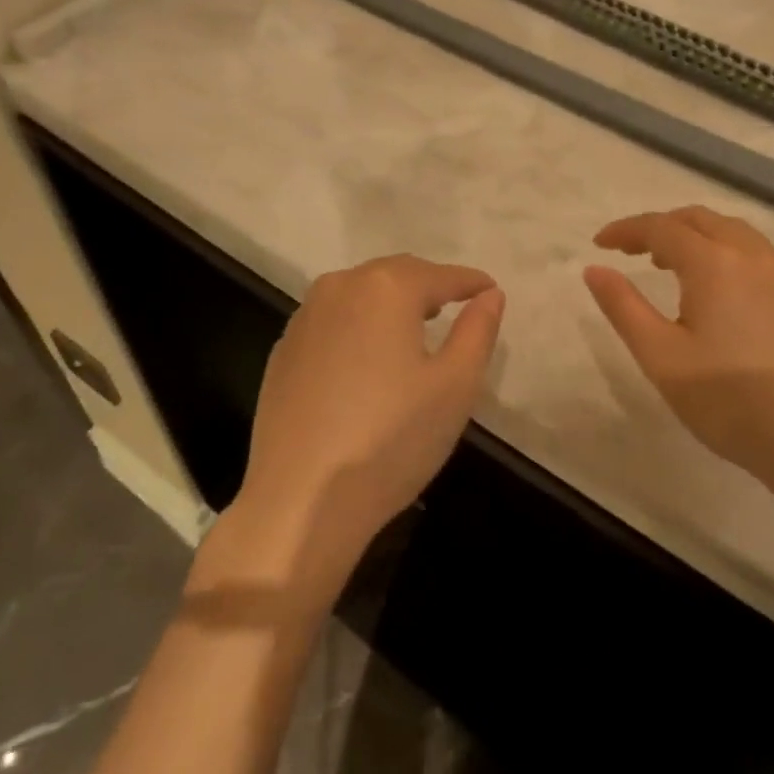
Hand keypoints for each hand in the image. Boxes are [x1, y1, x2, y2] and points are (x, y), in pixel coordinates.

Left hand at [222, 255, 503, 592]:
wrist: (300, 499)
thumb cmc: (391, 440)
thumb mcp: (455, 387)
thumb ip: (478, 331)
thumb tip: (490, 295)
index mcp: (386, 288)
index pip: (441, 275)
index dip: (471, 282)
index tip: (490, 291)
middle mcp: (340, 287)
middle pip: (396, 275)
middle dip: (429, 286)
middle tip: (456, 307)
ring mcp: (304, 317)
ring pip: (359, 294)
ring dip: (390, 303)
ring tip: (414, 329)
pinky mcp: (283, 349)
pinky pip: (332, 321)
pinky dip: (357, 326)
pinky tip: (366, 360)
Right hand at [584, 206, 773, 491]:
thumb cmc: (727, 400)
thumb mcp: (660, 355)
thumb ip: (623, 306)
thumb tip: (595, 269)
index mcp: (714, 264)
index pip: (661, 227)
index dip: (626, 230)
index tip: (600, 244)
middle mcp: (753, 257)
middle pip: (700, 219)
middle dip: (661, 226)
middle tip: (632, 252)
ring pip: (734, 233)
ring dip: (696, 236)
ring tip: (671, 266)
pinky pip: (757, 255)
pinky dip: (725, 253)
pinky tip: (719, 292)